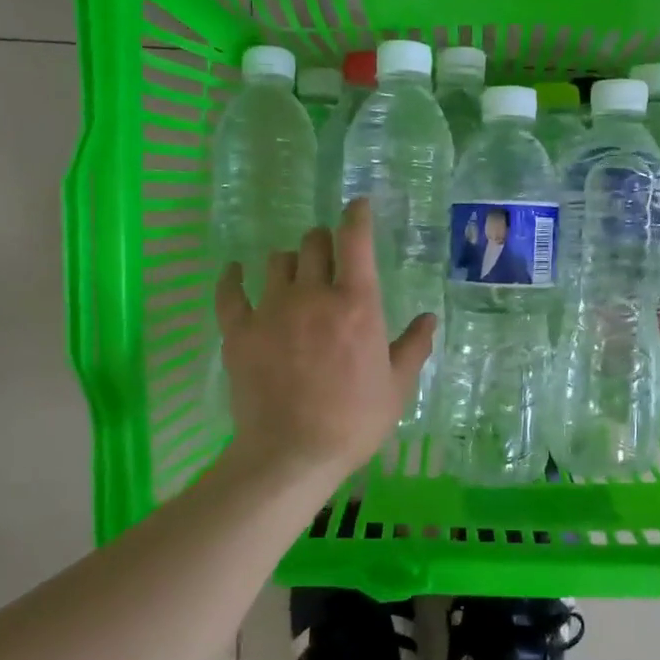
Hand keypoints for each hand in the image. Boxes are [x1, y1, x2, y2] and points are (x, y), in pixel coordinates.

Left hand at [215, 199, 436, 485]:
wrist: (292, 453)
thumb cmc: (354, 421)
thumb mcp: (397, 387)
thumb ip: (413, 347)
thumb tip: (429, 319)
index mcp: (356, 304)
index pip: (355, 241)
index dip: (357, 216)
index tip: (357, 206)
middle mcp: (313, 295)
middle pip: (313, 243)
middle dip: (324, 242)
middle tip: (329, 255)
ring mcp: (271, 310)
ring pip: (277, 262)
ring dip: (290, 261)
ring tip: (294, 274)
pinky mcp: (239, 331)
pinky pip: (230, 291)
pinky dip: (233, 278)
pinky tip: (236, 273)